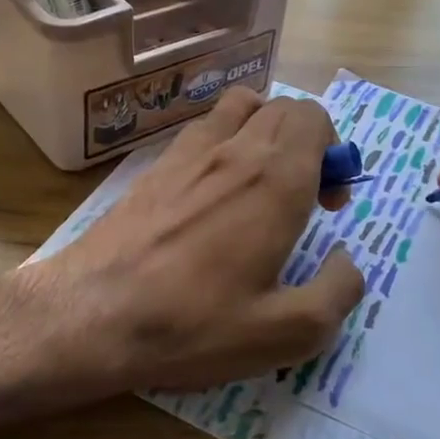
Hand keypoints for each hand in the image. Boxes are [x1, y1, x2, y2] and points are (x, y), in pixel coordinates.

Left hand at [33, 88, 366, 390]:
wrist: (92, 313)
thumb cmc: (194, 324)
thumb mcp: (286, 333)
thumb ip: (338, 291)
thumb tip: (347, 260)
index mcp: (276, 180)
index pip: (316, 119)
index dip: (335, 153)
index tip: (327, 203)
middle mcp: (237, 149)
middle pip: (286, 108)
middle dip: (309, 141)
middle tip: (302, 197)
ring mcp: (191, 150)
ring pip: (245, 105)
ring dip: (267, 128)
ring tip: (262, 178)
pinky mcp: (158, 163)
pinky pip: (206, 124)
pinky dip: (227, 135)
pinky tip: (215, 186)